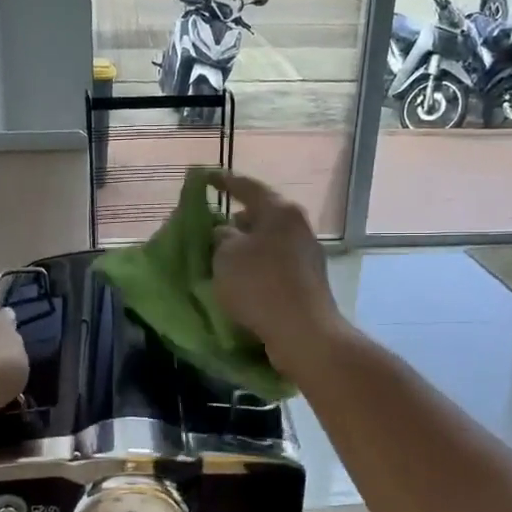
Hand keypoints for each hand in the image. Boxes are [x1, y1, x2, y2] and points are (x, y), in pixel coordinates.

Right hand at [207, 172, 344, 372]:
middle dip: (235, 219)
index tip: (204, 178)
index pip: (247, 187)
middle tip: (211, 224)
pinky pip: (274, 263)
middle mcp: (298, 226)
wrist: (303, 333)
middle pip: (261, 214)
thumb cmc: (259, 285)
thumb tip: (227, 232)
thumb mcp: (226, 255)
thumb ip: (221, 236)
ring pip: (268, 241)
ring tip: (221, 256)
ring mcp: (306, 254)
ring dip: (246, 246)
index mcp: (280, 211)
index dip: (223, 181)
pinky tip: (240, 279)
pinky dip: (256, 265)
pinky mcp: (307, 280)